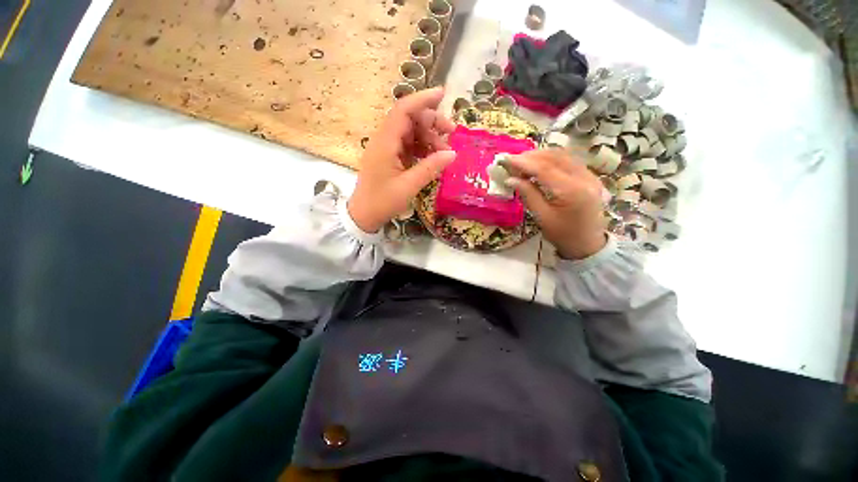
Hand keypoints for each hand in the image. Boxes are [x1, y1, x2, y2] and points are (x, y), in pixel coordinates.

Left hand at [348, 87, 456, 232]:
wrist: (363, 215)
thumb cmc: (382, 201)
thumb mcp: (408, 187)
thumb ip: (430, 168)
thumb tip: (452, 154)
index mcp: (385, 143)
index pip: (403, 111)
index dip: (422, 99)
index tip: (443, 94)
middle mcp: (385, 140)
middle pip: (409, 119)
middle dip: (432, 122)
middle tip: (451, 133)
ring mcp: (387, 149)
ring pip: (411, 132)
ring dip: (429, 137)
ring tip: (445, 151)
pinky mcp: (390, 157)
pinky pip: (409, 145)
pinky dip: (422, 148)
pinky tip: (433, 157)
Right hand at [503, 149, 606, 259]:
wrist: (588, 244)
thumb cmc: (562, 234)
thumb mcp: (542, 217)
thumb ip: (528, 194)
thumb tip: (510, 179)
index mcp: (572, 191)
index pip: (544, 169)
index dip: (523, 163)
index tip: (506, 159)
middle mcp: (584, 178)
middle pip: (555, 157)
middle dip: (531, 156)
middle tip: (512, 161)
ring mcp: (590, 175)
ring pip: (563, 156)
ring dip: (541, 156)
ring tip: (523, 162)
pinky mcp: (590, 176)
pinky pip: (569, 161)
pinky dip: (551, 159)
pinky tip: (539, 165)